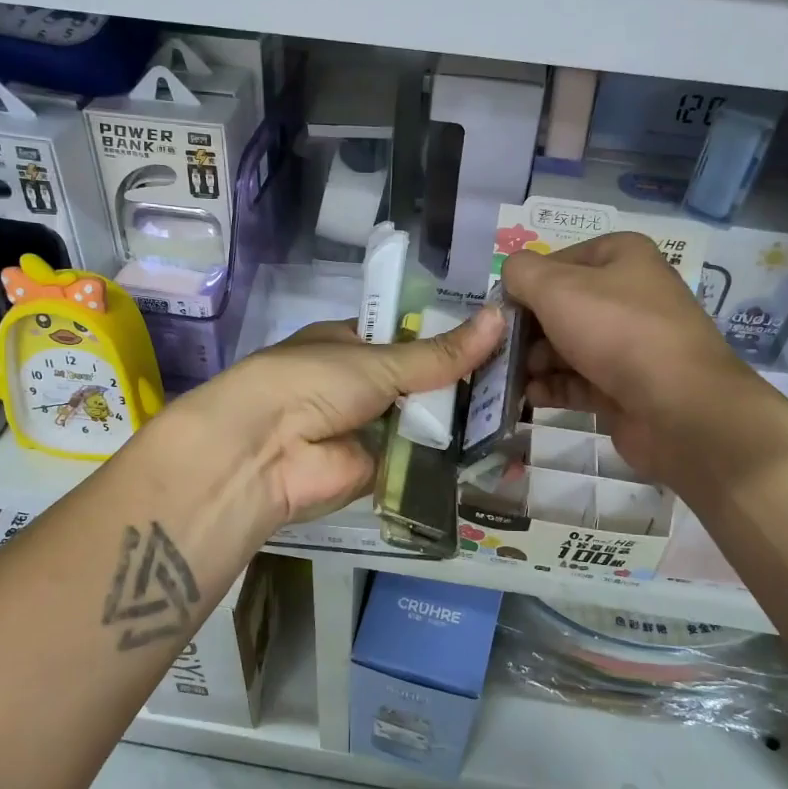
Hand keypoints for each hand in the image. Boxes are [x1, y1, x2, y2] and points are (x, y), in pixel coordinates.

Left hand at [170, 308, 506, 527]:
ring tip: (522, 407)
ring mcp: (368, 429)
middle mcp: (359, 386)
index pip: (407, 339)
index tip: (498, 337)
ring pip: (423, 421)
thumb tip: (500, 317)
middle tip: (523, 375)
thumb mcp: (379, 359)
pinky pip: (420, 459)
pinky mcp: (378, 471)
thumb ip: (439, 353)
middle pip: (420, 382)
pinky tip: (498, 448)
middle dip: (461, 382)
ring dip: (461, 419)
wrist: (265, 452)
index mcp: (350, 345)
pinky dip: (450, 456)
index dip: (447, 339)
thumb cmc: (313, 382)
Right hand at [503, 233, 742, 484]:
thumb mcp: (556, 288)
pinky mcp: (625, 386)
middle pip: (561, 306)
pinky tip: (530, 396)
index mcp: (622, 257)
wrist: (678, 406)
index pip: (558, 261)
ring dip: (535, 361)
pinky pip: (579, 381)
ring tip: (510, 376)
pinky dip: (553, 387)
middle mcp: (629, 295)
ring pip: (567, 346)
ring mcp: (630, 343)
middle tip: (501, 348)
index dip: (527, 284)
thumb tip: (509, 278)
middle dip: (527, 328)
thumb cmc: (615, 330)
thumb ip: (521, 274)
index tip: (501, 310)